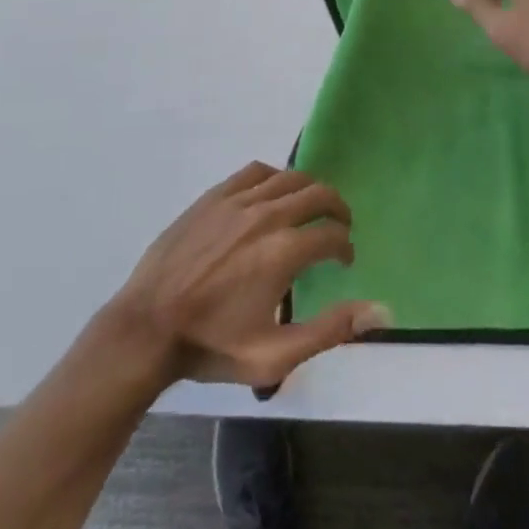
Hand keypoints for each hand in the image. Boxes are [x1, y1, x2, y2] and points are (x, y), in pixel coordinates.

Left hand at [109, 164, 389, 389]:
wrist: (148, 326)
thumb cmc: (211, 345)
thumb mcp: (274, 357)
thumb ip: (330, 330)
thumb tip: (380, 311)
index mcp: (283, 252)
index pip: (332, 235)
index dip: (345, 247)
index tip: (344, 260)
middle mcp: (266, 215)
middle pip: (317, 193)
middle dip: (336, 208)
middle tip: (339, 226)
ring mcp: (237, 201)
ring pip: (288, 177)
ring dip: (309, 190)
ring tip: (312, 208)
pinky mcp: (214, 196)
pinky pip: (255, 171)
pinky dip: (274, 178)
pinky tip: (273, 195)